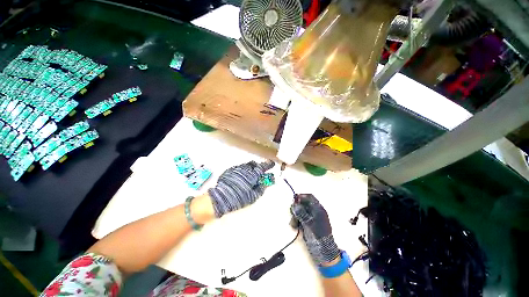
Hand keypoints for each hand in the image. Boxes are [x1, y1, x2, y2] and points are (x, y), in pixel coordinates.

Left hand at [208, 160, 274, 216]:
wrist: (219, 198)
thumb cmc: (238, 198)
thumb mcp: (252, 196)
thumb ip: (261, 188)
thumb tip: (267, 182)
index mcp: (251, 175)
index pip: (262, 167)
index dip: (268, 165)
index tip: (272, 164)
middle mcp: (245, 169)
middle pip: (254, 164)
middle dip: (259, 167)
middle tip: (260, 172)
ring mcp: (237, 169)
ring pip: (247, 165)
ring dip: (251, 168)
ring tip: (251, 174)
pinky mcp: (230, 170)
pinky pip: (240, 167)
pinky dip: (244, 170)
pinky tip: (242, 176)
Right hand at [291, 194, 339, 264]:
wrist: (324, 252)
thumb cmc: (318, 236)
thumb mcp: (309, 223)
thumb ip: (302, 213)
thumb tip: (294, 205)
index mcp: (319, 209)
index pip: (310, 197)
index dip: (302, 196)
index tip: (294, 199)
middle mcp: (315, 212)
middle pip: (304, 204)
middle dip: (297, 207)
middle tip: (292, 211)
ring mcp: (311, 218)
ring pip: (300, 211)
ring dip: (295, 215)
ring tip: (293, 223)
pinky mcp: (307, 224)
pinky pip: (300, 218)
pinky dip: (296, 220)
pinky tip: (294, 226)